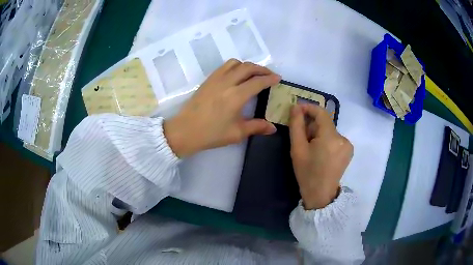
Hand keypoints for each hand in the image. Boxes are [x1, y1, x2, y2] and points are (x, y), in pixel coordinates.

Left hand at [164, 59, 280, 156]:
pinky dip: (235, 66)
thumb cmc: (211, 134)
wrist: (185, 131)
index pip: (258, 82)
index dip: (270, 78)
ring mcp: (216, 79)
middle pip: (248, 67)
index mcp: (236, 96)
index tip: (278, 78)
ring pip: (235, 63)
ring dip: (248, 65)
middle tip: (269, 75)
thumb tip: (273, 128)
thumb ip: (257, 127)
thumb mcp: (237, 133)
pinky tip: (237, 75)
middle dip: (262, 69)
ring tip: (253, 74)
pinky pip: (224, 66)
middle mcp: (227, 83)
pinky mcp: (208, 80)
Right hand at [289, 104, 352, 209]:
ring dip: (319, 133)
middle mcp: (343, 138)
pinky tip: (321, 152)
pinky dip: (327, 140)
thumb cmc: (307, 172)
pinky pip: (335, 138)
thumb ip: (296, 125)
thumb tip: (296, 107)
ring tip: (311, 148)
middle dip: (312, 125)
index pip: (321, 113)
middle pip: (325, 123)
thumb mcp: (297, 149)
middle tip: (302, 137)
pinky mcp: (349, 151)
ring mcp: (348, 145)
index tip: (297, 109)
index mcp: (330, 137)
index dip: (309, 108)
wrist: (320, 194)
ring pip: (330, 131)